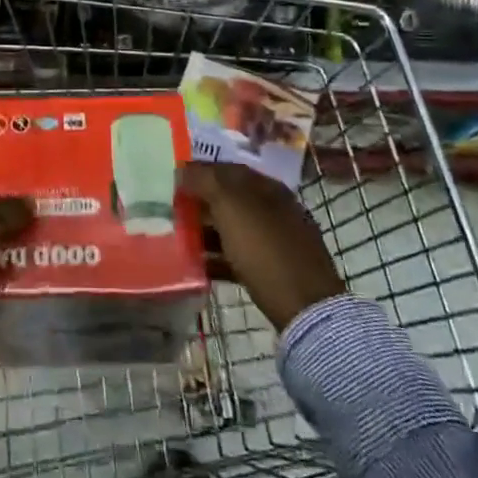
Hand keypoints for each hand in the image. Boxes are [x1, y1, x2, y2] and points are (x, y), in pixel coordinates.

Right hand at [180, 163, 344, 330]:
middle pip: (230, 199)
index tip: (172, 181)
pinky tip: (199, 268)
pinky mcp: (276, 271)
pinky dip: (218, 259)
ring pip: (233, 229)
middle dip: (200, 203)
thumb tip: (183, 169)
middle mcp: (275, 209)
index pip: (227, 169)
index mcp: (267, 187)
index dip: (199, 171)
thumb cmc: (266, 249)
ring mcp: (278, 241)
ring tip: (179, 239)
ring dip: (206, 232)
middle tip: (171, 210)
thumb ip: (205, 181)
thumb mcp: (231, 207)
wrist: (306, 308)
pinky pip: (239, 257)